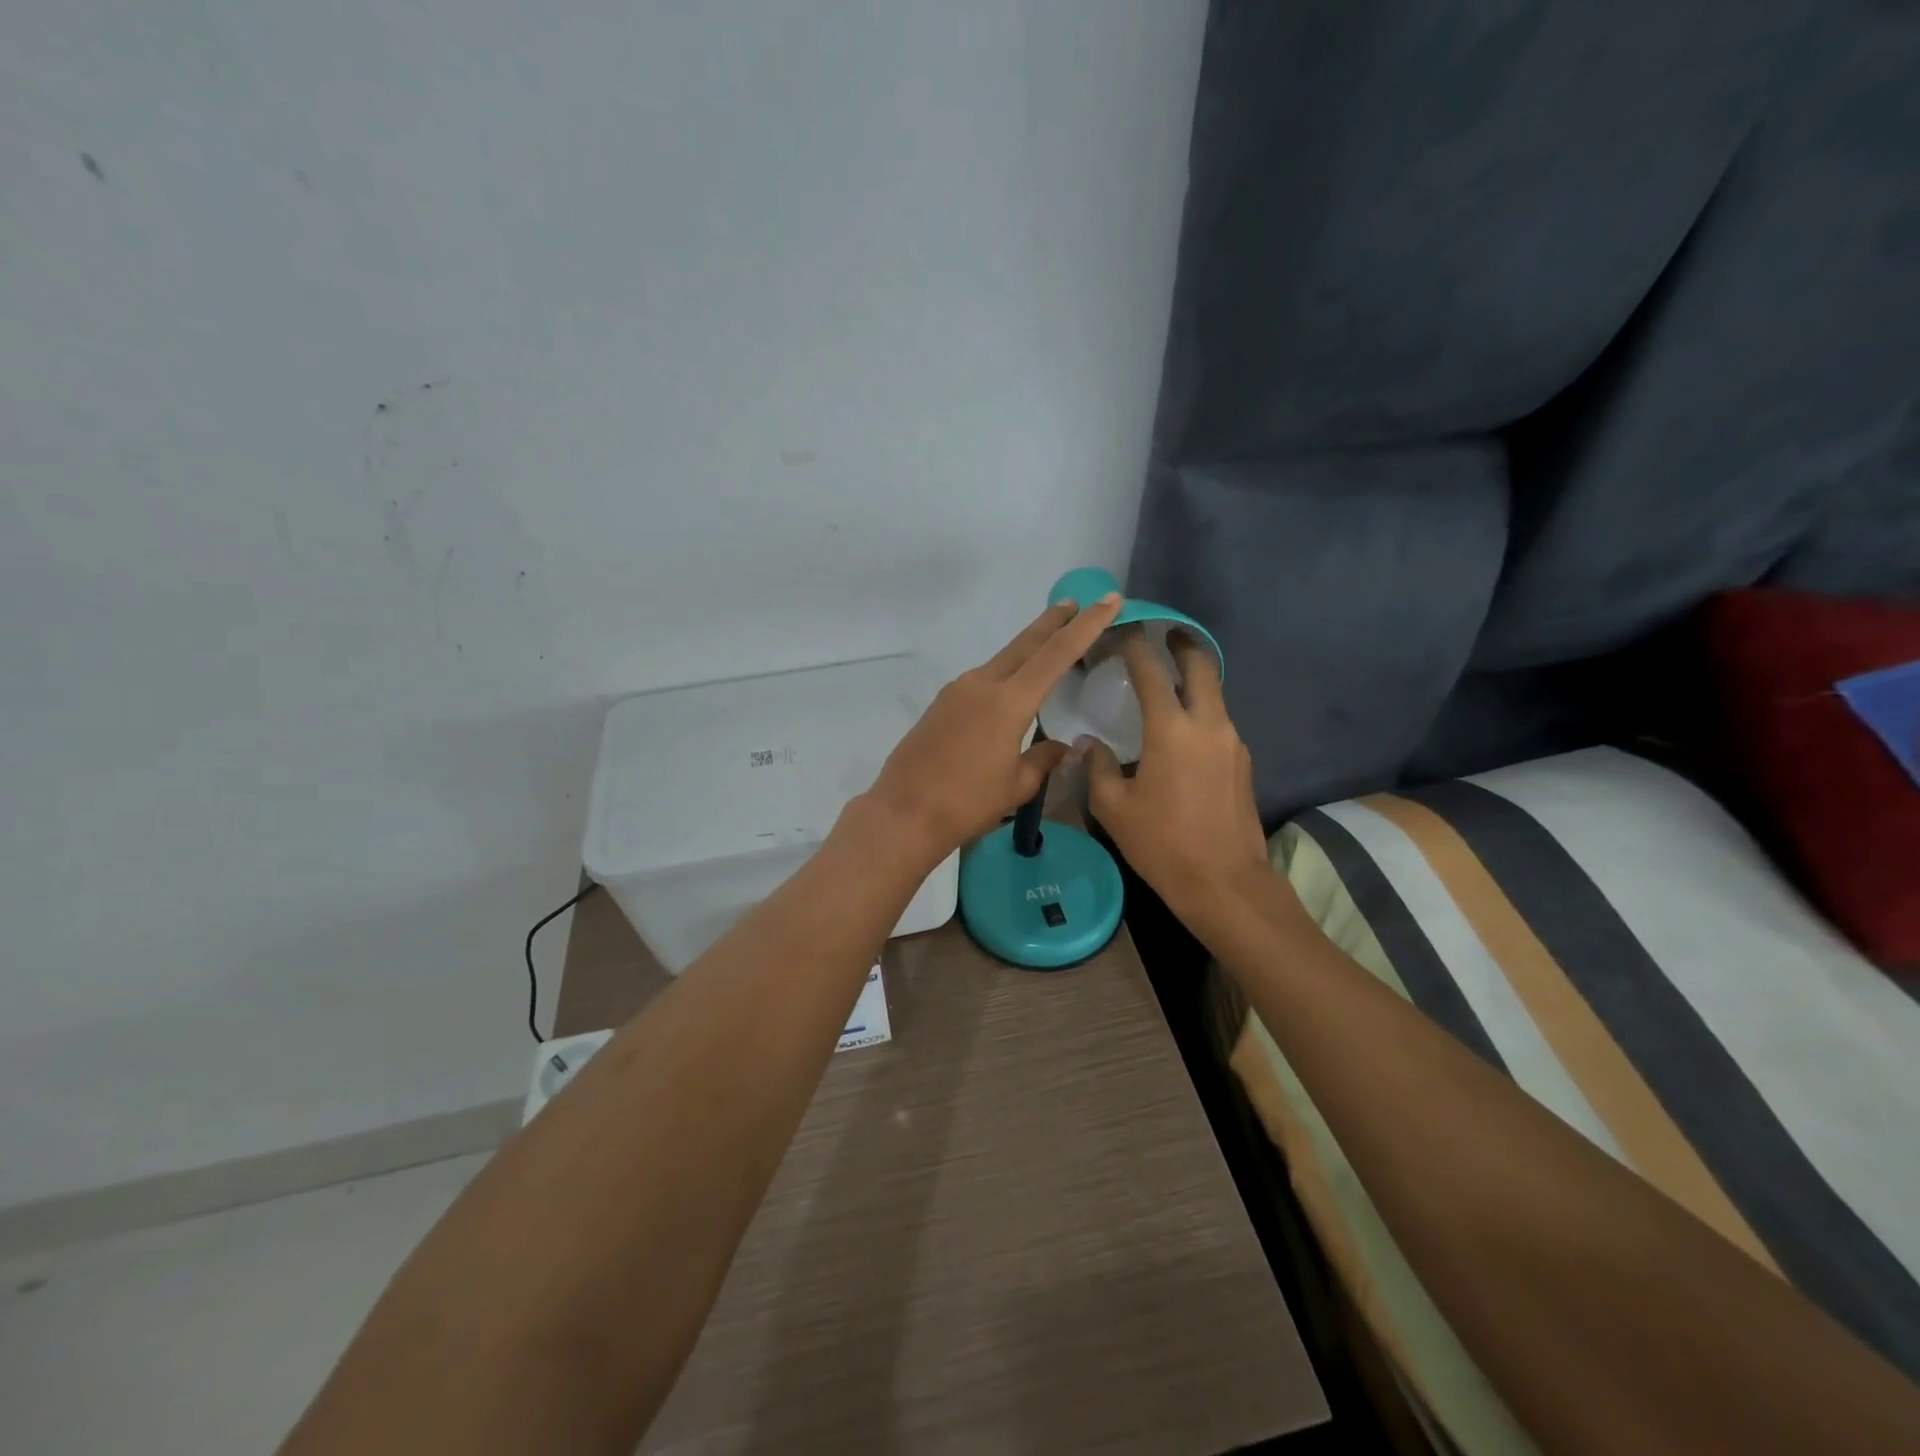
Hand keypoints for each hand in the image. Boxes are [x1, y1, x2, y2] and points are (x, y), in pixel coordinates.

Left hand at [864, 592, 1123, 862]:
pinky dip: (1005, 674)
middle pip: (1026, 643)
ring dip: (1027, 649)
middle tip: (1076, 603)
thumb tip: (1064, 748)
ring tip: (1049, 644)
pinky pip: (982, 679)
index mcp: (1009, 701)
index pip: (1057, 653)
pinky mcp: (941, 703)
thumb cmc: (967, 803)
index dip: (1086, 625)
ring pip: (1002, 660)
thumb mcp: (1017, 785)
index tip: (1107, 600)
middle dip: (1054, 622)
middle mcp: (982, 684)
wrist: (904, 813)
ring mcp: (957, 690)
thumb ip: (1044, 759)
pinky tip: (1010, 689)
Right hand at [1083, 628, 1270, 926]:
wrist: (1224, 883)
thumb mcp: (1113, 807)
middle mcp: (1208, 725)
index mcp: (1171, 730)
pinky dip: (1201, 710)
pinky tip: (1182, 729)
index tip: (1123, 628)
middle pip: (1201, 667)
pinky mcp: (1243, 763)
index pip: (1151, 672)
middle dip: (1183, 645)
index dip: (1135, 645)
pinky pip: (1219, 722)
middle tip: (1166, 633)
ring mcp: (1232, 743)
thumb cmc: (1161, 843)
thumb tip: (1088, 744)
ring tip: (1169, 682)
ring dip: (1194, 679)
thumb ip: (1098, 767)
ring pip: (1214, 694)